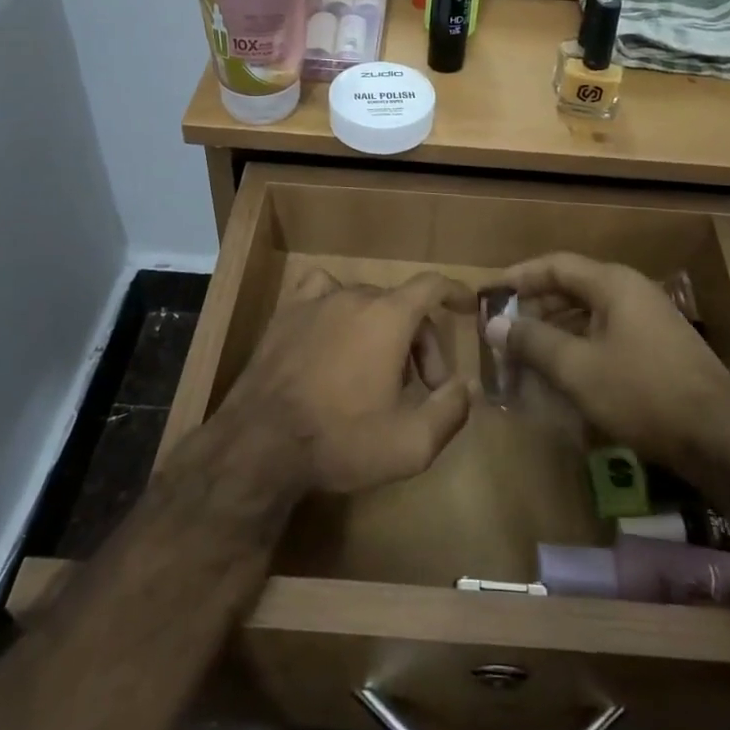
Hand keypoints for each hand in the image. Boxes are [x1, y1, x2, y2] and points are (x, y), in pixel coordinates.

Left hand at [216, 269, 472, 497]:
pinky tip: (334, 330)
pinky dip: (338, 304)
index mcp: (389, 317)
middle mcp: (355, 296)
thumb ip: (451, 409)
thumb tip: (467, 385)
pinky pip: (322, 291)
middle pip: (402, 304)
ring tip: (378, 370)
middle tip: (421, 388)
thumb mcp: (411, 443)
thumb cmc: (341, 440)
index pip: (432, 285)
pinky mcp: (287, 312)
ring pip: (365, 301)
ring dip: (382, 329)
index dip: (455, 293)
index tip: (468, 307)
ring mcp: (317, 301)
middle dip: (421, 343)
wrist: (261, 444)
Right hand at [486, 254, 729, 475]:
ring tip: (526, 352)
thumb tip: (493, 324)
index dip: (519, 276)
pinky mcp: (659, 347)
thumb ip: (533, 342)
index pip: (555, 265)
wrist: (722, 439)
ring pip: (589, 312)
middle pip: (572, 287)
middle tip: (503, 329)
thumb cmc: (643, 393)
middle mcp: (632, 291)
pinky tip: (564, 371)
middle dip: (535, 306)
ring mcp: (649, 319)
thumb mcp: (578, 369)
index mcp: (613, 284)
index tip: (489, 293)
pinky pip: (607, 333)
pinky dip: (579, 344)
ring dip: (555, 328)